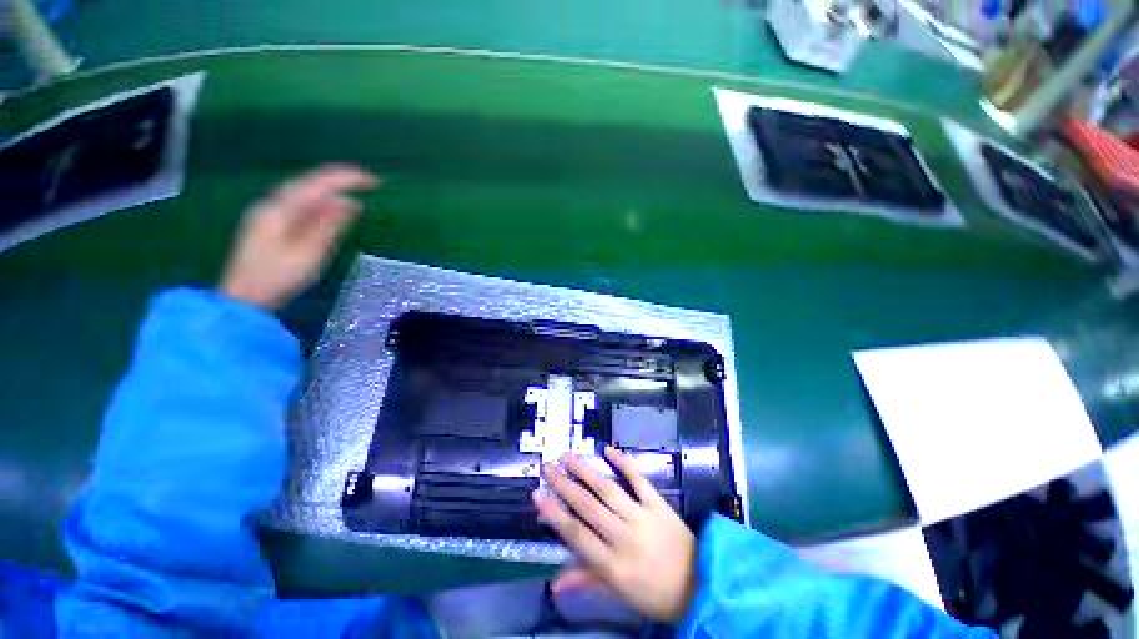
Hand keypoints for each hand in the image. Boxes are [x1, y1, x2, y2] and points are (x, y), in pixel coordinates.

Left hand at [219, 164, 376, 309]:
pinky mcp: (270, 225)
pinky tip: (332, 209)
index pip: (316, 185)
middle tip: (366, 181)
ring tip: (355, 193)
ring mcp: (268, 214)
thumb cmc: (278, 277)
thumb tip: (350, 203)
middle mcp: (272, 205)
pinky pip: (299, 205)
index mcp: (279, 210)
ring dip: (330, 190)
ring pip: (303, 194)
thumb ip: (328, 225)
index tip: (372, 181)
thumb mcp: (309, 253)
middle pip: (307, 183)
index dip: (345, 179)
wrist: (244, 298)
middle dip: (338, 180)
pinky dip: (320, 203)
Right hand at [533, 446, 697, 622]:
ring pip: (607, 489)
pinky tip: (608, 450)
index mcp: (613, 564)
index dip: (554, 513)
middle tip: (547, 467)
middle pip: (587, 506)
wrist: (701, 586)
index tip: (537, 494)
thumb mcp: (620, 594)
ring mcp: (642, 517)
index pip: (576, 534)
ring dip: (585, 471)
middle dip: (563, 485)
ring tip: (567, 457)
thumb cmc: (656, 594)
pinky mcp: (658, 504)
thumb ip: (587, 581)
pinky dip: (623, 463)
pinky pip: (638, 479)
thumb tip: (553, 583)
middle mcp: (624, 537)